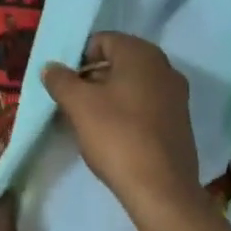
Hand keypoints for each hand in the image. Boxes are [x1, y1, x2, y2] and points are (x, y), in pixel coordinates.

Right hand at [42, 32, 201, 225]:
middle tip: (72, 103)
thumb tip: (50, 67)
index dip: (79, 58)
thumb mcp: (79, 105)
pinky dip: (128, 112)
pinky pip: (147, 105)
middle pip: (119, 62)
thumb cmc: (117, 136)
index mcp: (141, 53)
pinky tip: (113, 136)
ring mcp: (176, 94)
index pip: (103, 41)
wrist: (161, 189)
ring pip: (133, 85)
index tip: (64, 84)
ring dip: (109, 97)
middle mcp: (164, 66)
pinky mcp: (180, 121)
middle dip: (92, 78)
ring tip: (88, 122)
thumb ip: (61, 80)